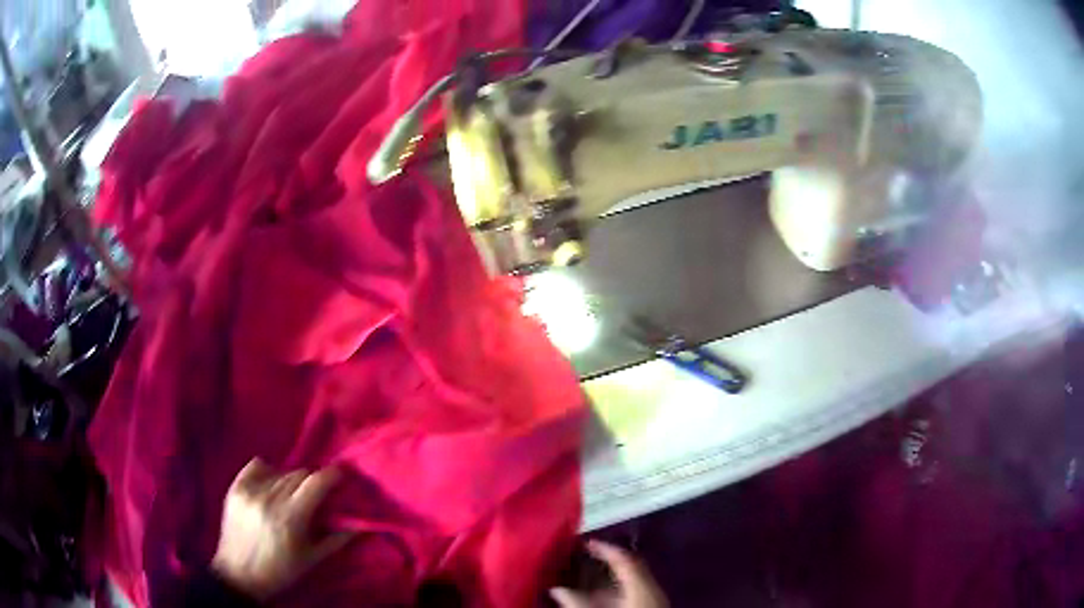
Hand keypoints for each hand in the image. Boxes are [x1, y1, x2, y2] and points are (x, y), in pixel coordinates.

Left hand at [211, 458, 352, 599]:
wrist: (239, 574)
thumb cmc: (280, 571)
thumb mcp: (311, 560)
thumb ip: (336, 539)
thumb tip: (359, 523)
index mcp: (290, 518)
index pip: (315, 483)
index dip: (331, 475)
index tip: (341, 475)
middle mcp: (269, 499)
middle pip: (299, 474)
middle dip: (312, 481)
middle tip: (315, 495)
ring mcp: (249, 491)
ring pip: (280, 470)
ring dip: (291, 480)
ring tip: (291, 496)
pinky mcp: (235, 488)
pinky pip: (256, 466)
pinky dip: (268, 471)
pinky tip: (270, 486)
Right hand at [550, 540, 668, 607]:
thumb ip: (577, 604)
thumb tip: (557, 589)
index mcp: (641, 587)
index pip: (625, 559)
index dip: (605, 549)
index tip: (585, 542)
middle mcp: (651, 591)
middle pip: (629, 570)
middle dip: (606, 564)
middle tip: (582, 558)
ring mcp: (652, 602)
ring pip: (630, 585)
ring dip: (608, 582)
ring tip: (584, 581)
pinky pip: (632, 596)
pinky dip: (614, 595)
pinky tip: (598, 601)